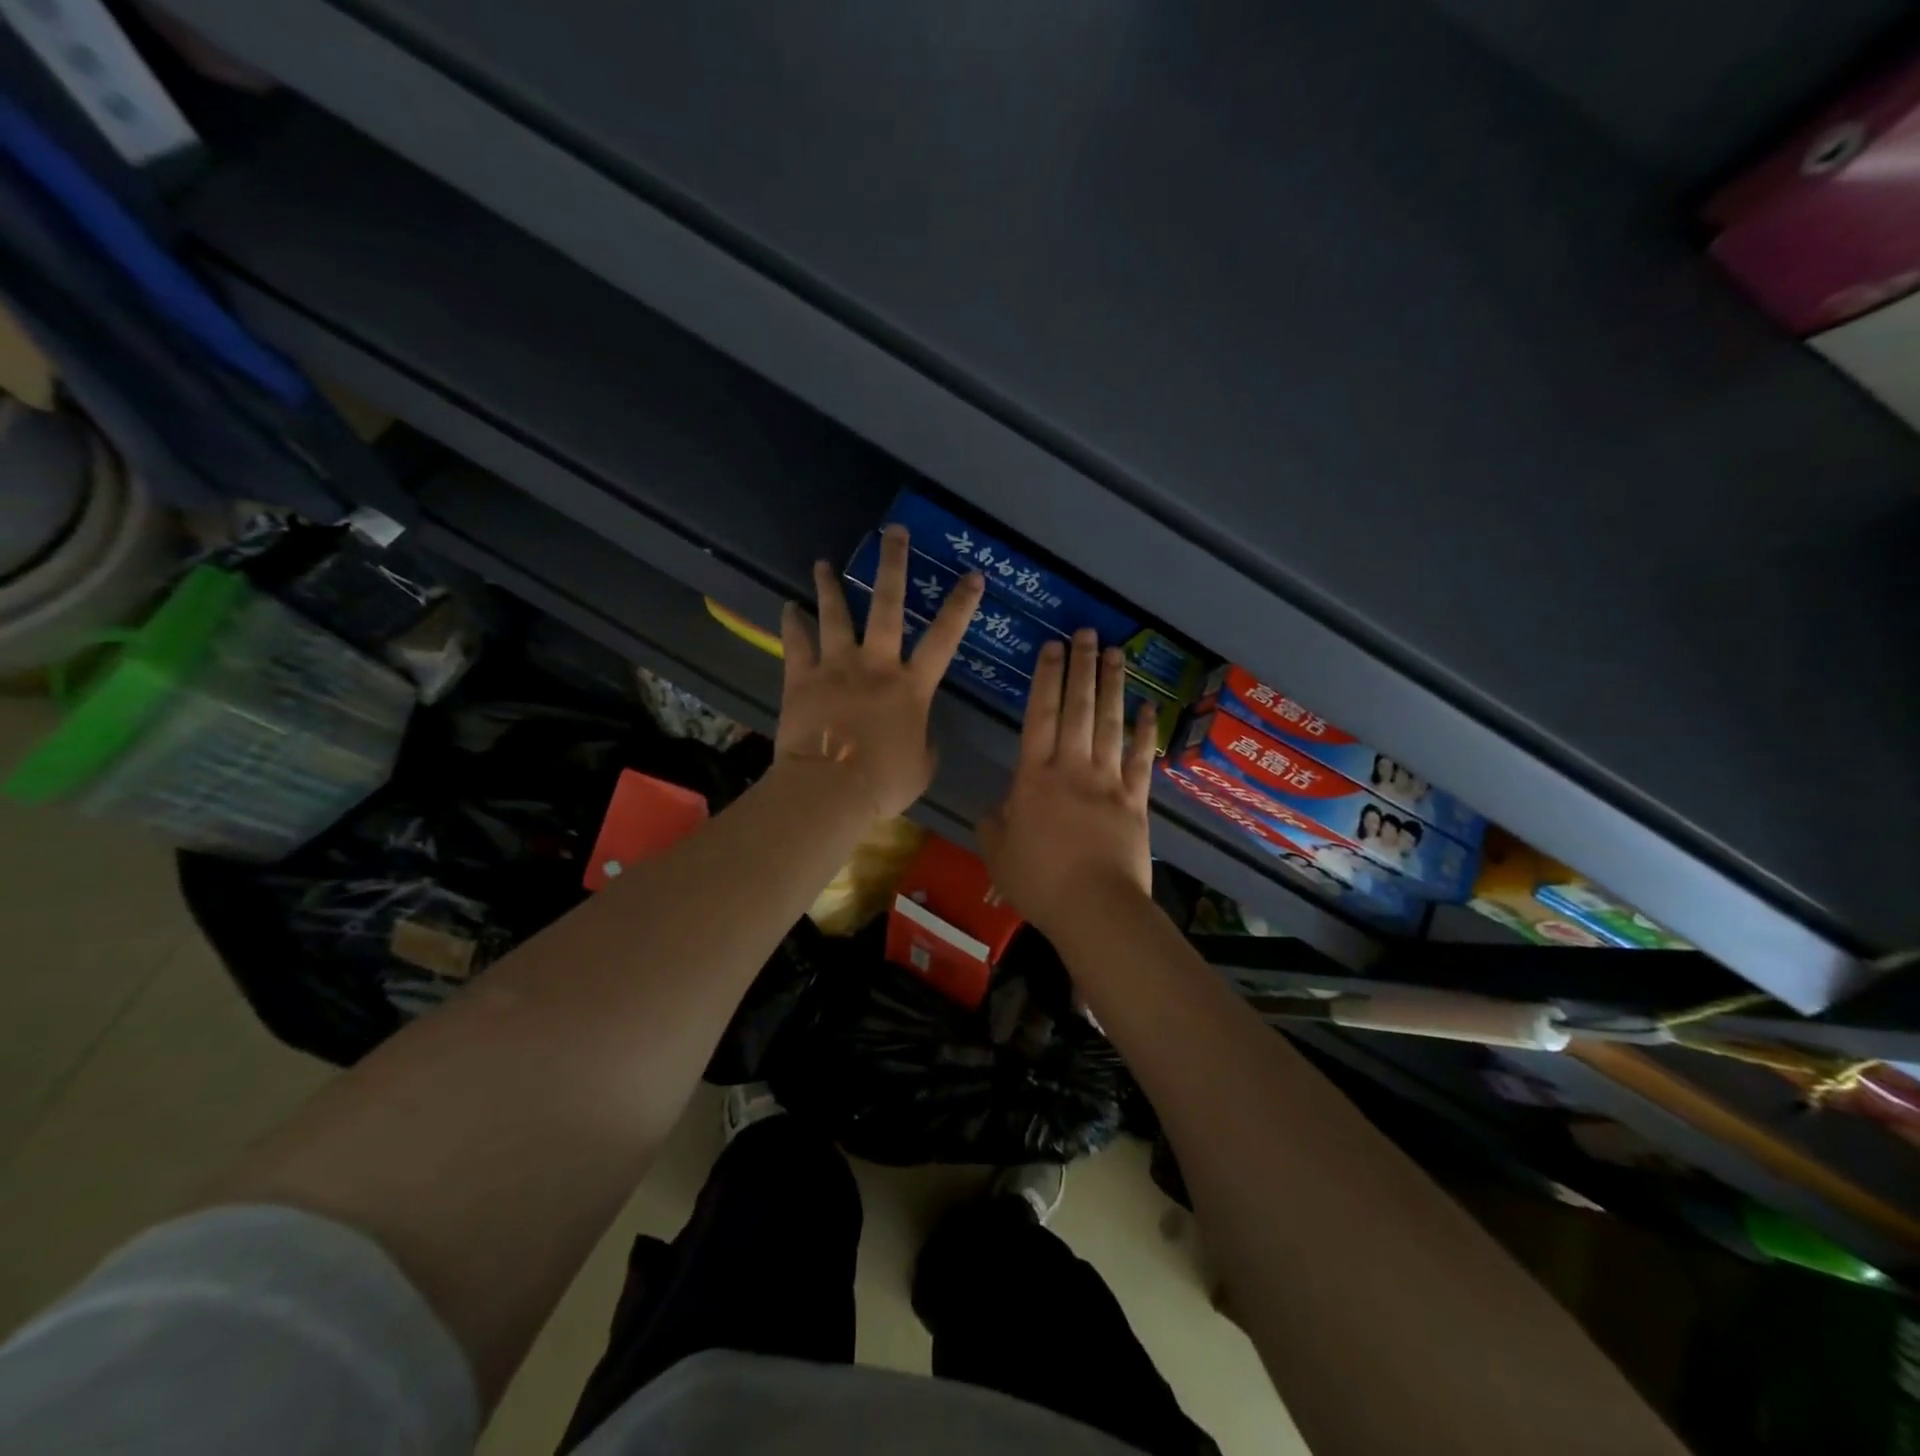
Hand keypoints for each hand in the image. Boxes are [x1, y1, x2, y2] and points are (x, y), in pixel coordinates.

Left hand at [775, 525, 983, 819]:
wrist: (830, 790)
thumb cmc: (883, 783)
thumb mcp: (921, 768)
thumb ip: (925, 745)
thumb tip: (921, 736)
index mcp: (911, 687)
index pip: (944, 638)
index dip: (961, 605)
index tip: (973, 575)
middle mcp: (876, 665)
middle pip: (888, 606)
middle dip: (893, 565)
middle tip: (893, 532)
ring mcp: (837, 667)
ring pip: (836, 616)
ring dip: (830, 587)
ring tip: (823, 563)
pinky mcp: (802, 679)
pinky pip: (796, 644)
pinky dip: (792, 624)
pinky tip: (788, 607)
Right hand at [979, 628, 1157, 936]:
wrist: (1094, 907)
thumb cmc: (1039, 881)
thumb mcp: (997, 853)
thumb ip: (994, 823)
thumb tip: (999, 807)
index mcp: (1034, 777)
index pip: (1040, 715)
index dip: (1046, 678)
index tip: (1052, 647)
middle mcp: (1072, 768)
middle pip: (1078, 708)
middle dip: (1080, 667)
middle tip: (1085, 633)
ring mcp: (1108, 781)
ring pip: (1110, 723)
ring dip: (1113, 685)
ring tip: (1115, 652)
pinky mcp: (1136, 800)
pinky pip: (1142, 759)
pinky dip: (1146, 731)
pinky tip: (1150, 707)